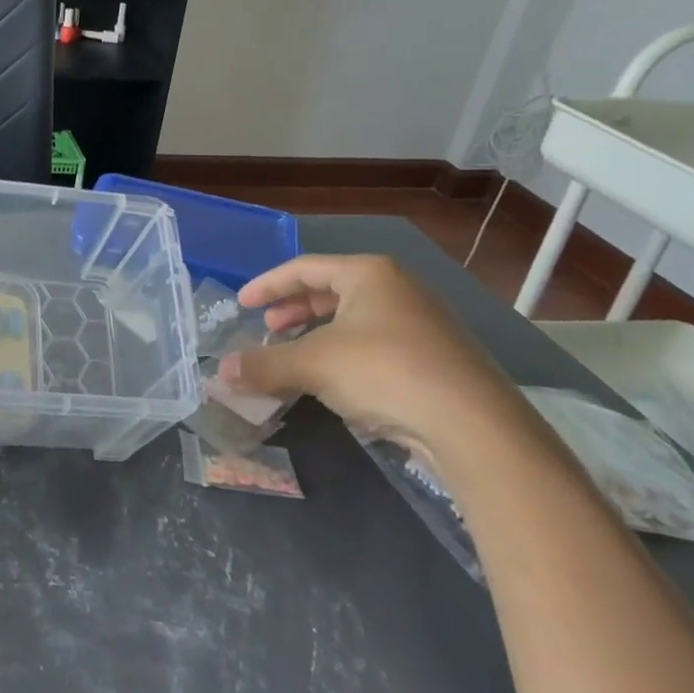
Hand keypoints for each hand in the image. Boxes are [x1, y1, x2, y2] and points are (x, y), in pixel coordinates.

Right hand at [218, 255, 534, 467]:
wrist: (472, 424)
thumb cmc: (384, 371)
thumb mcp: (313, 365)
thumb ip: (264, 366)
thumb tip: (220, 373)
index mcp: (369, 274)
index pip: (304, 268)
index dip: (267, 285)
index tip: (242, 303)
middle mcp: (397, 288)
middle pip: (331, 290)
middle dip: (293, 310)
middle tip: (267, 329)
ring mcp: (421, 323)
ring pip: (354, 319)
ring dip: (316, 335)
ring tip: (293, 356)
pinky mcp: (434, 357)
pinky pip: (374, 344)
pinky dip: (343, 354)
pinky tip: (333, 381)